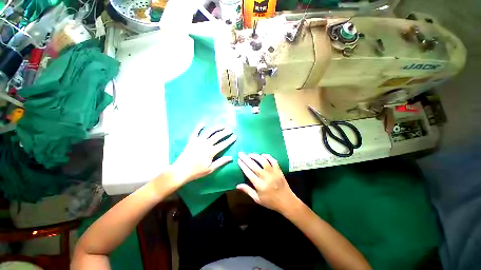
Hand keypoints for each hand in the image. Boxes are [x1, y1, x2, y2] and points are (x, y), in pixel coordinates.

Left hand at [170, 123, 236, 186]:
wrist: (180, 170)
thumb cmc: (196, 171)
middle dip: (225, 132)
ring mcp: (198, 141)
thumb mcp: (210, 169)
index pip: (223, 144)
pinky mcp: (191, 140)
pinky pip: (196, 132)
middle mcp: (205, 144)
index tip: (235, 136)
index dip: (230, 140)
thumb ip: (221, 162)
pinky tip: (203, 123)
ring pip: (209, 132)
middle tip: (230, 130)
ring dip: (216, 128)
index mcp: (211, 152)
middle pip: (217, 136)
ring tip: (222, 125)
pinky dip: (199, 127)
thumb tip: (231, 158)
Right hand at [237, 152, 297, 212]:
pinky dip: (267, 156)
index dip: (243, 165)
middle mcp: (266, 177)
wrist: (287, 201)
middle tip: (241, 154)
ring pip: (263, 161)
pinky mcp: (279, 170)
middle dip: (246, 158)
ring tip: (250, 154)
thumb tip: (237, 185)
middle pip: (254, 165)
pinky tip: (262, 155)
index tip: (239, 160)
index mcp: (259, 185)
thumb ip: (247, 191)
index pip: (249, 173)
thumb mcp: (257, 199)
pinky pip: (273, 160)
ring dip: (256, 156)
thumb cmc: (271, 201)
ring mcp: (273, 173)